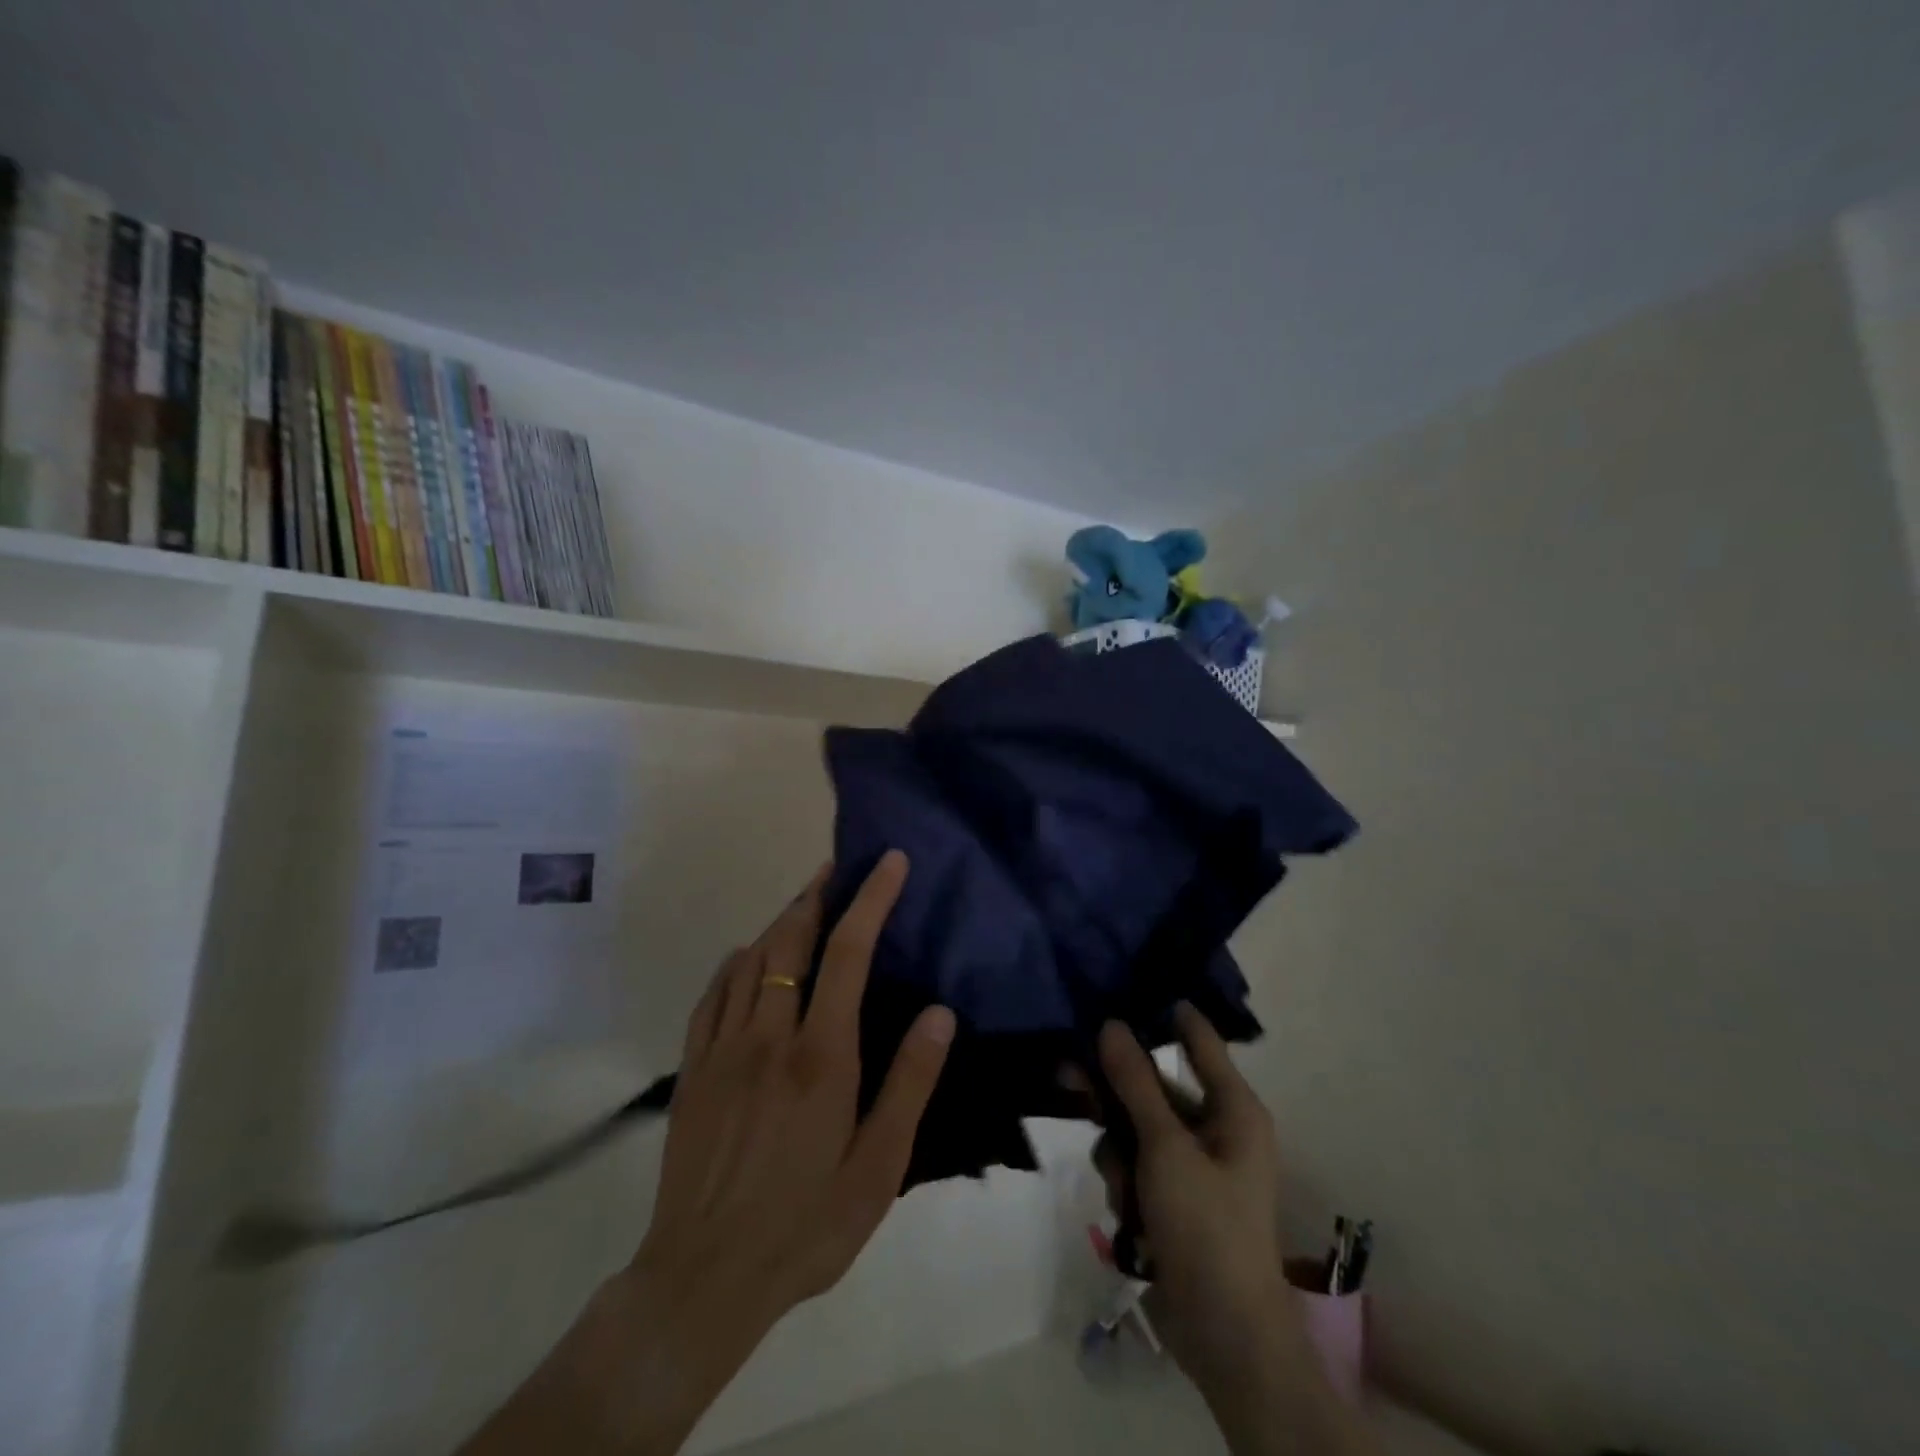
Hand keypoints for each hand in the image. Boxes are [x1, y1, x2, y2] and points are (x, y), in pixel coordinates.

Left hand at [458, 852, 954, 1455]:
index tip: (888, 861)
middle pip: (791, 940)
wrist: (704, 1278)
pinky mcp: (693, 1070)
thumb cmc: (806, 1225)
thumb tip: (940, 1013)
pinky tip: (747, 959)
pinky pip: (712, 995)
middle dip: (817, 894)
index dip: (870, 898)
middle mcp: (769, 1036)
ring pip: (751, 959)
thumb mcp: (878, 1168)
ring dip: (780, 921)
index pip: (849, 952)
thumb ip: (909, 1084)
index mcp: (821, 1055)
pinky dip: (736, 962)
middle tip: (837, 869)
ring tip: (803, 904)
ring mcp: (723, 1049)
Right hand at [1094, 1006, 1298, 1396]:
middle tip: (1070, 1076)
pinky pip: (1136, 1166)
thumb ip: (1135, 1084)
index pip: (1198, 1040)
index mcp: (1234, 1109)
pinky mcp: (1172, 1197)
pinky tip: (1130, 1216)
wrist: (1223, 1334)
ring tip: (1124, 1187)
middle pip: (1154, 1087)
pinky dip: (1126, 1184)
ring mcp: (1192, 1166)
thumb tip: (1112, 1024)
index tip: (1124, 985)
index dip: (1165, 1013)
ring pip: (1136, 1129)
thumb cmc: (1206, 1225)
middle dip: (1117, 1093)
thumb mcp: (1166, 1148)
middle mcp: (1216, 1129)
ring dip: (1120, 1153)